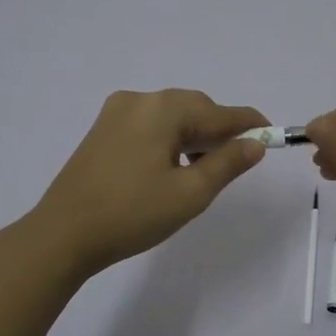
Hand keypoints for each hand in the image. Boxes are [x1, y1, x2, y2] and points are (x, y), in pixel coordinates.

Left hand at [29, 89, 269, 276]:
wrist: (63, 234)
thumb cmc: (132, 214)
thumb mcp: (190, 193)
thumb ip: (228, 163)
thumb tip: (255, 144)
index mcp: (162, 109)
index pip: (219, 112)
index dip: (249, 124)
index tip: (272, 134)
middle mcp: (139, 100)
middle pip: (194, 108)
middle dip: (218, 131)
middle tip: (236, 161)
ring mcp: (115, 113)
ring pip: (170, 117)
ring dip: (193, 136)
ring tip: (203, 170)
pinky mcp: (102, 130)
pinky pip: (149, 125)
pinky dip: (169, 139)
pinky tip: (172, 166)